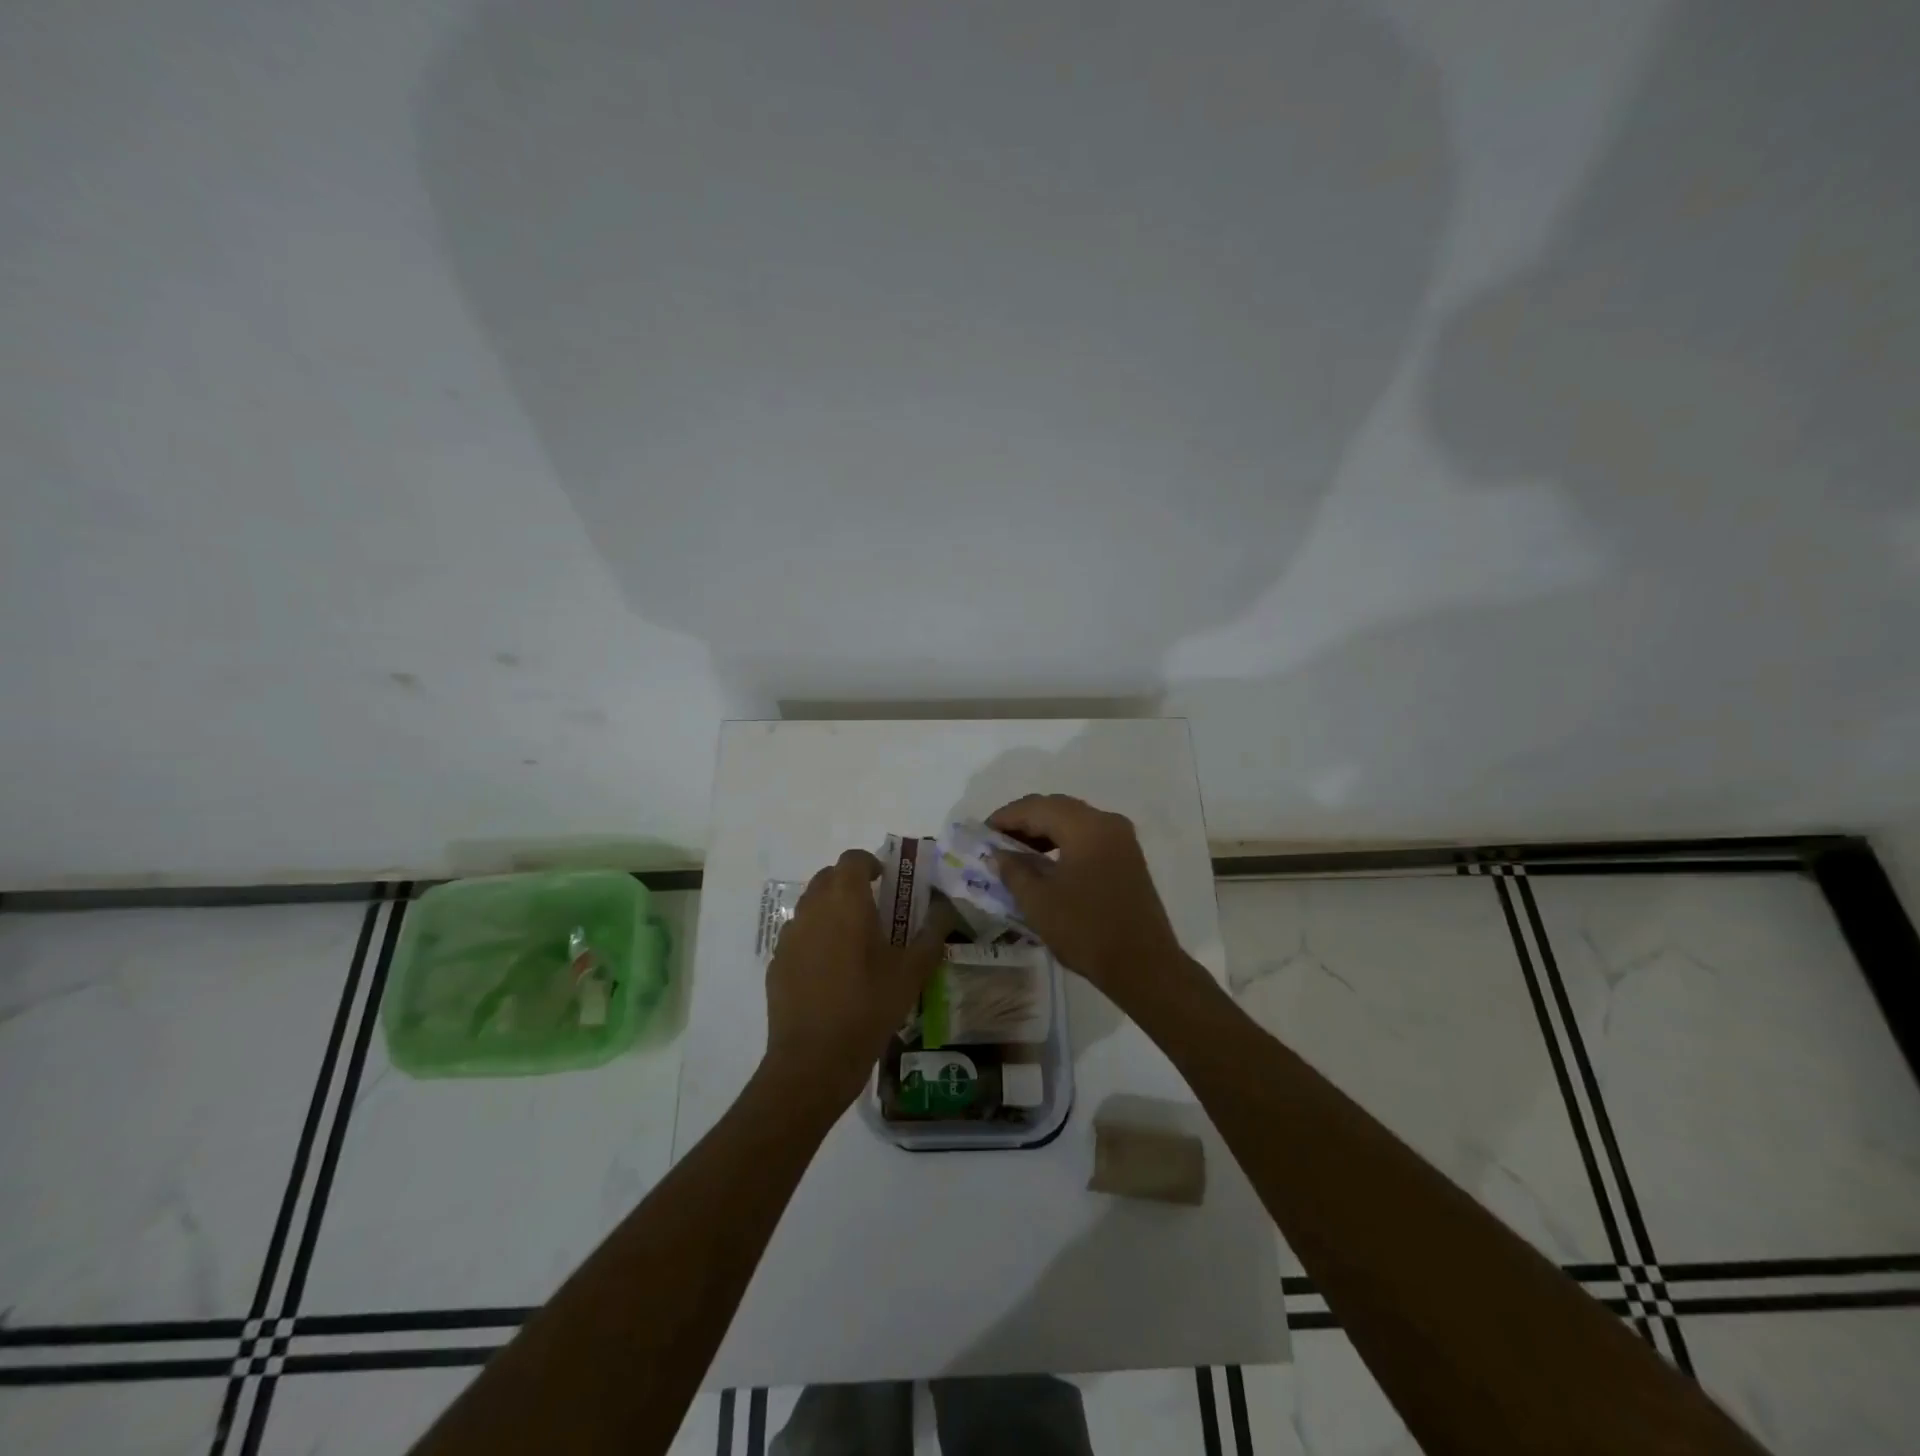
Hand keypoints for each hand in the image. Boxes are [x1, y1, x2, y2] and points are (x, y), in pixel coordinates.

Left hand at [762, 849, 950, 1113]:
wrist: (813, 1061)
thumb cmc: (869, 1008)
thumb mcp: (912, 972)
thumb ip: (932, 934)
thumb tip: (945, 909)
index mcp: (846, 901)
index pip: (853, 859)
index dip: (870, 863)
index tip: (887, 881)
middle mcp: (813, 908)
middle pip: (829, 877)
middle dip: (851, 884)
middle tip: (876, 909)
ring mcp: (790, 936)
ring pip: (811, 905)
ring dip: (832, 910)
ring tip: (855, 941)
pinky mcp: (777, 962)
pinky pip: (799, 935)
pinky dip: (815, 938)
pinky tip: (831, 971)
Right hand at [987, 795, 1185, 1002]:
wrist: (1144, 966)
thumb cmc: (1086, 930)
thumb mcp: (1039, 901)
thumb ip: (1014, 870)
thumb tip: (999, 854)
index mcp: (1086, 826)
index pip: (1037, 807)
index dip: (1005, 817)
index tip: (981, 833)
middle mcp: (1107, 823)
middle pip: (1057, 808)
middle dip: (1024, 821)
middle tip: (996, 841)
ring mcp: (1122, 840)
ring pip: (1074, 821)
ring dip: (1043, 832)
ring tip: (1016, 854)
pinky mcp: (1128, 858)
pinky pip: (1088, 837)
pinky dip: (1063, 843)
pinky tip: (1046, 863)